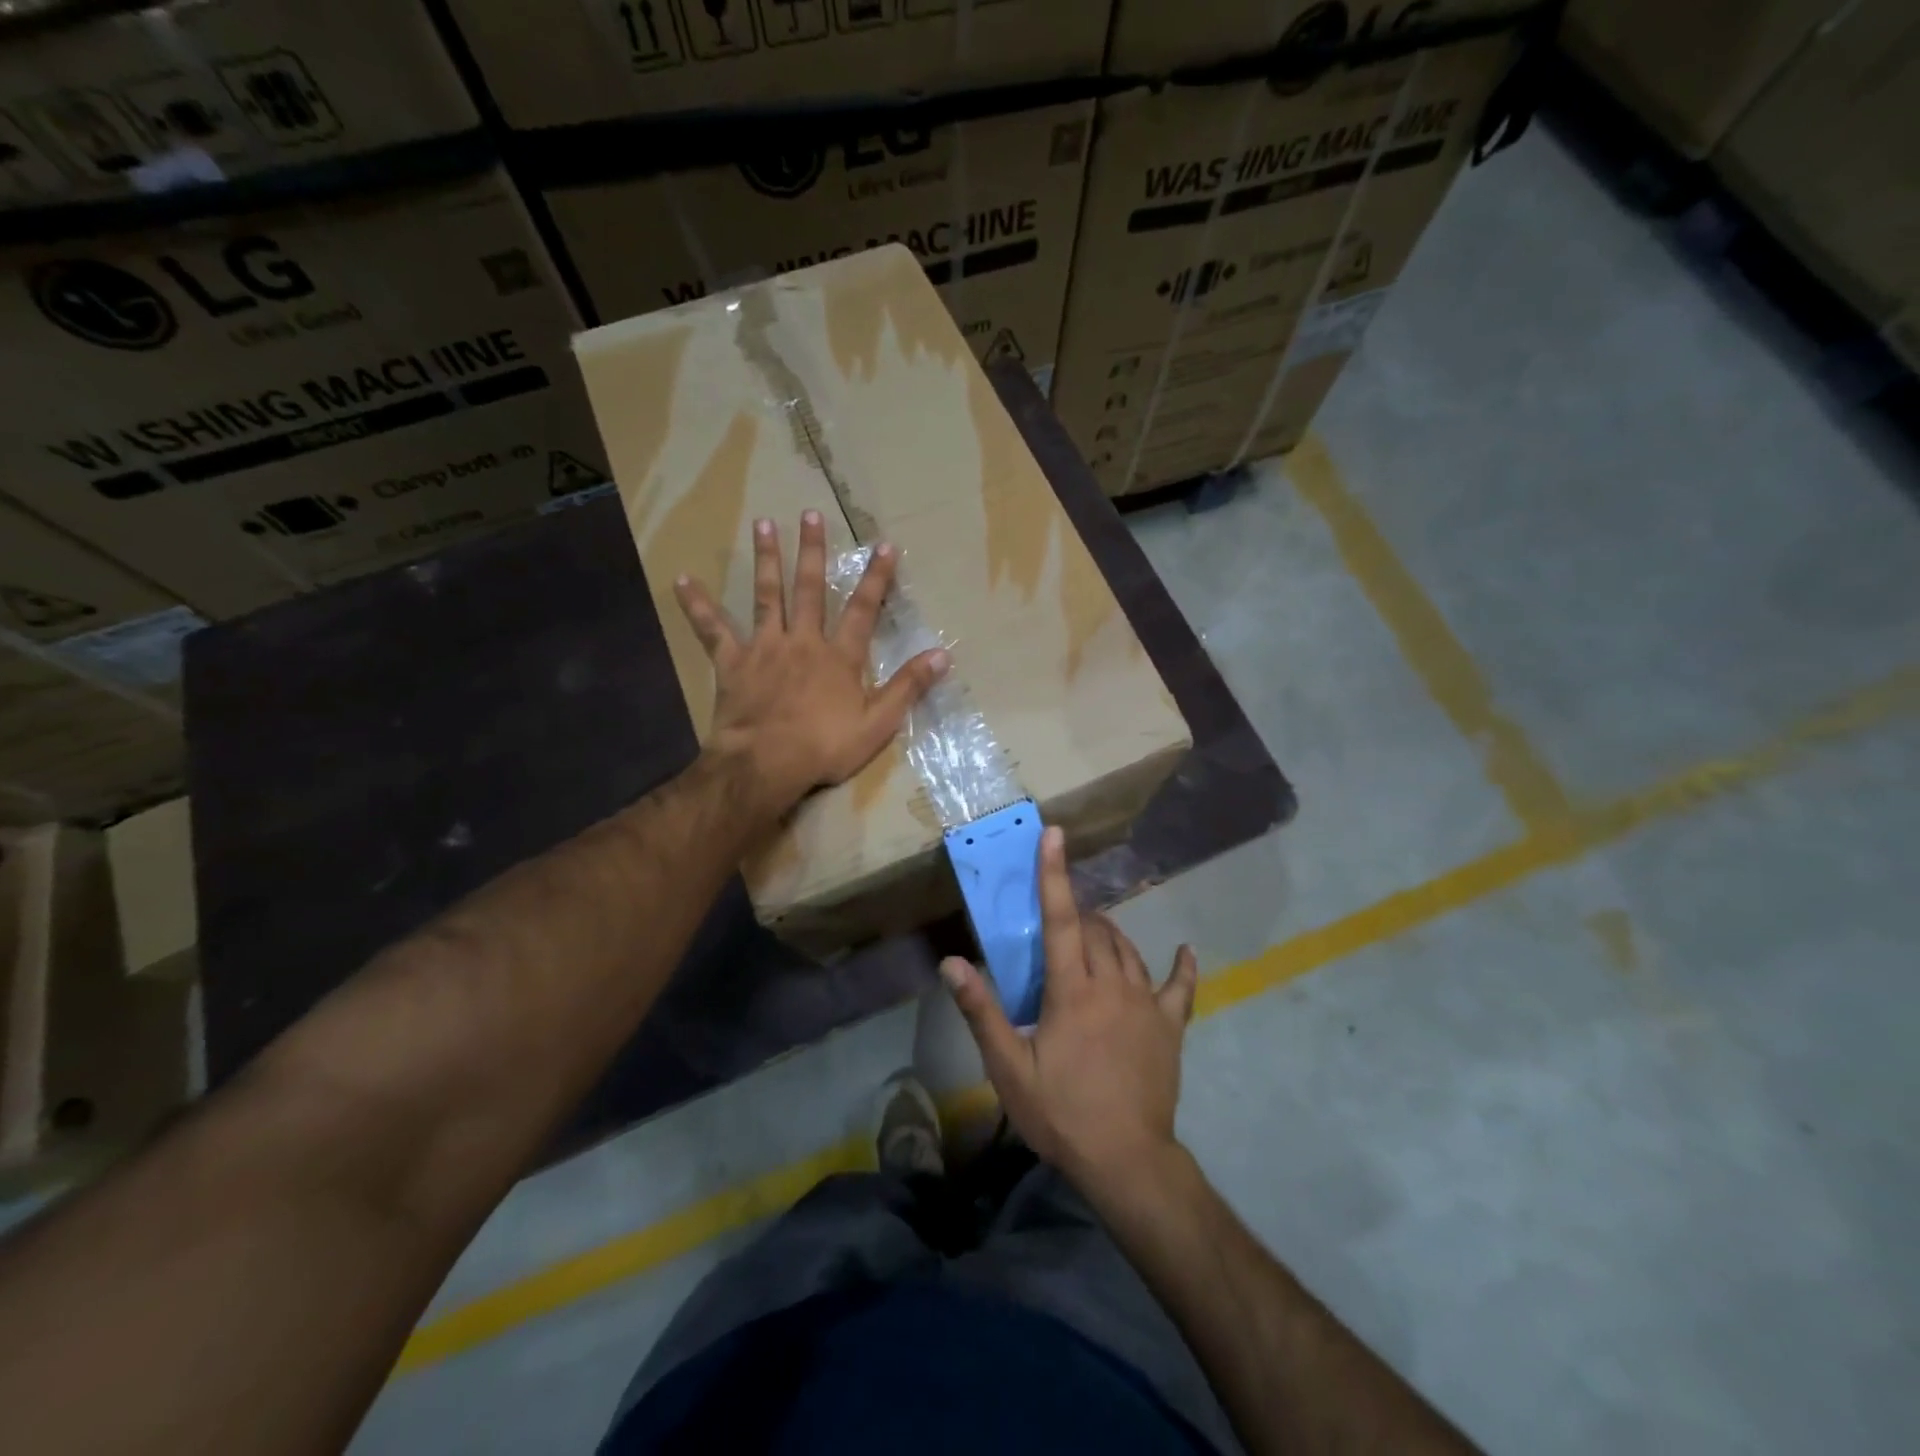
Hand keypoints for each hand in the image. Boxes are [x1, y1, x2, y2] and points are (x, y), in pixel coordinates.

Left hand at [674, 510, 947, 826]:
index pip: (862, 610)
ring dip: (766, 559)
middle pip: (808, 589)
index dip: (876, 579)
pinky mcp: (733, 663)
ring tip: (763, 524)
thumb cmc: (824, 746)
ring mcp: (765, 648)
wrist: (765, 764)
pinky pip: (713, 630)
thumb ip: (908, 687)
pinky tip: (683, 581)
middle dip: (812, 551)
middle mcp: (803, 641)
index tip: (884, 546)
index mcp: (839, 657)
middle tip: (810, 514)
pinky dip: (698, 606)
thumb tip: (942, 655)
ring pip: (766, 596)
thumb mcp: (878, 723)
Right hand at [941, 826, 1197, 1196]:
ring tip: (1092, 931)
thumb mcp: (1008, 1068)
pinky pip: (1181, 988)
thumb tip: (952, 963)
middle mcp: (1113, 984)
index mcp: (1072, 990)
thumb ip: (982, 1012)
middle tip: (1055, 919)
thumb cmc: (1062, 1113)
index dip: (1054, 874)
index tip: (1054, 835)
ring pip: (1128, 951)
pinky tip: (1185, 952)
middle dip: (1075, 913)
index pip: (1060, 918)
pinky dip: (1182, 967)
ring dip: (1108, 934)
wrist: (1127, 1160)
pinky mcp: (1170, 1027)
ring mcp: (1147, 1004)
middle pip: (1094, 930)